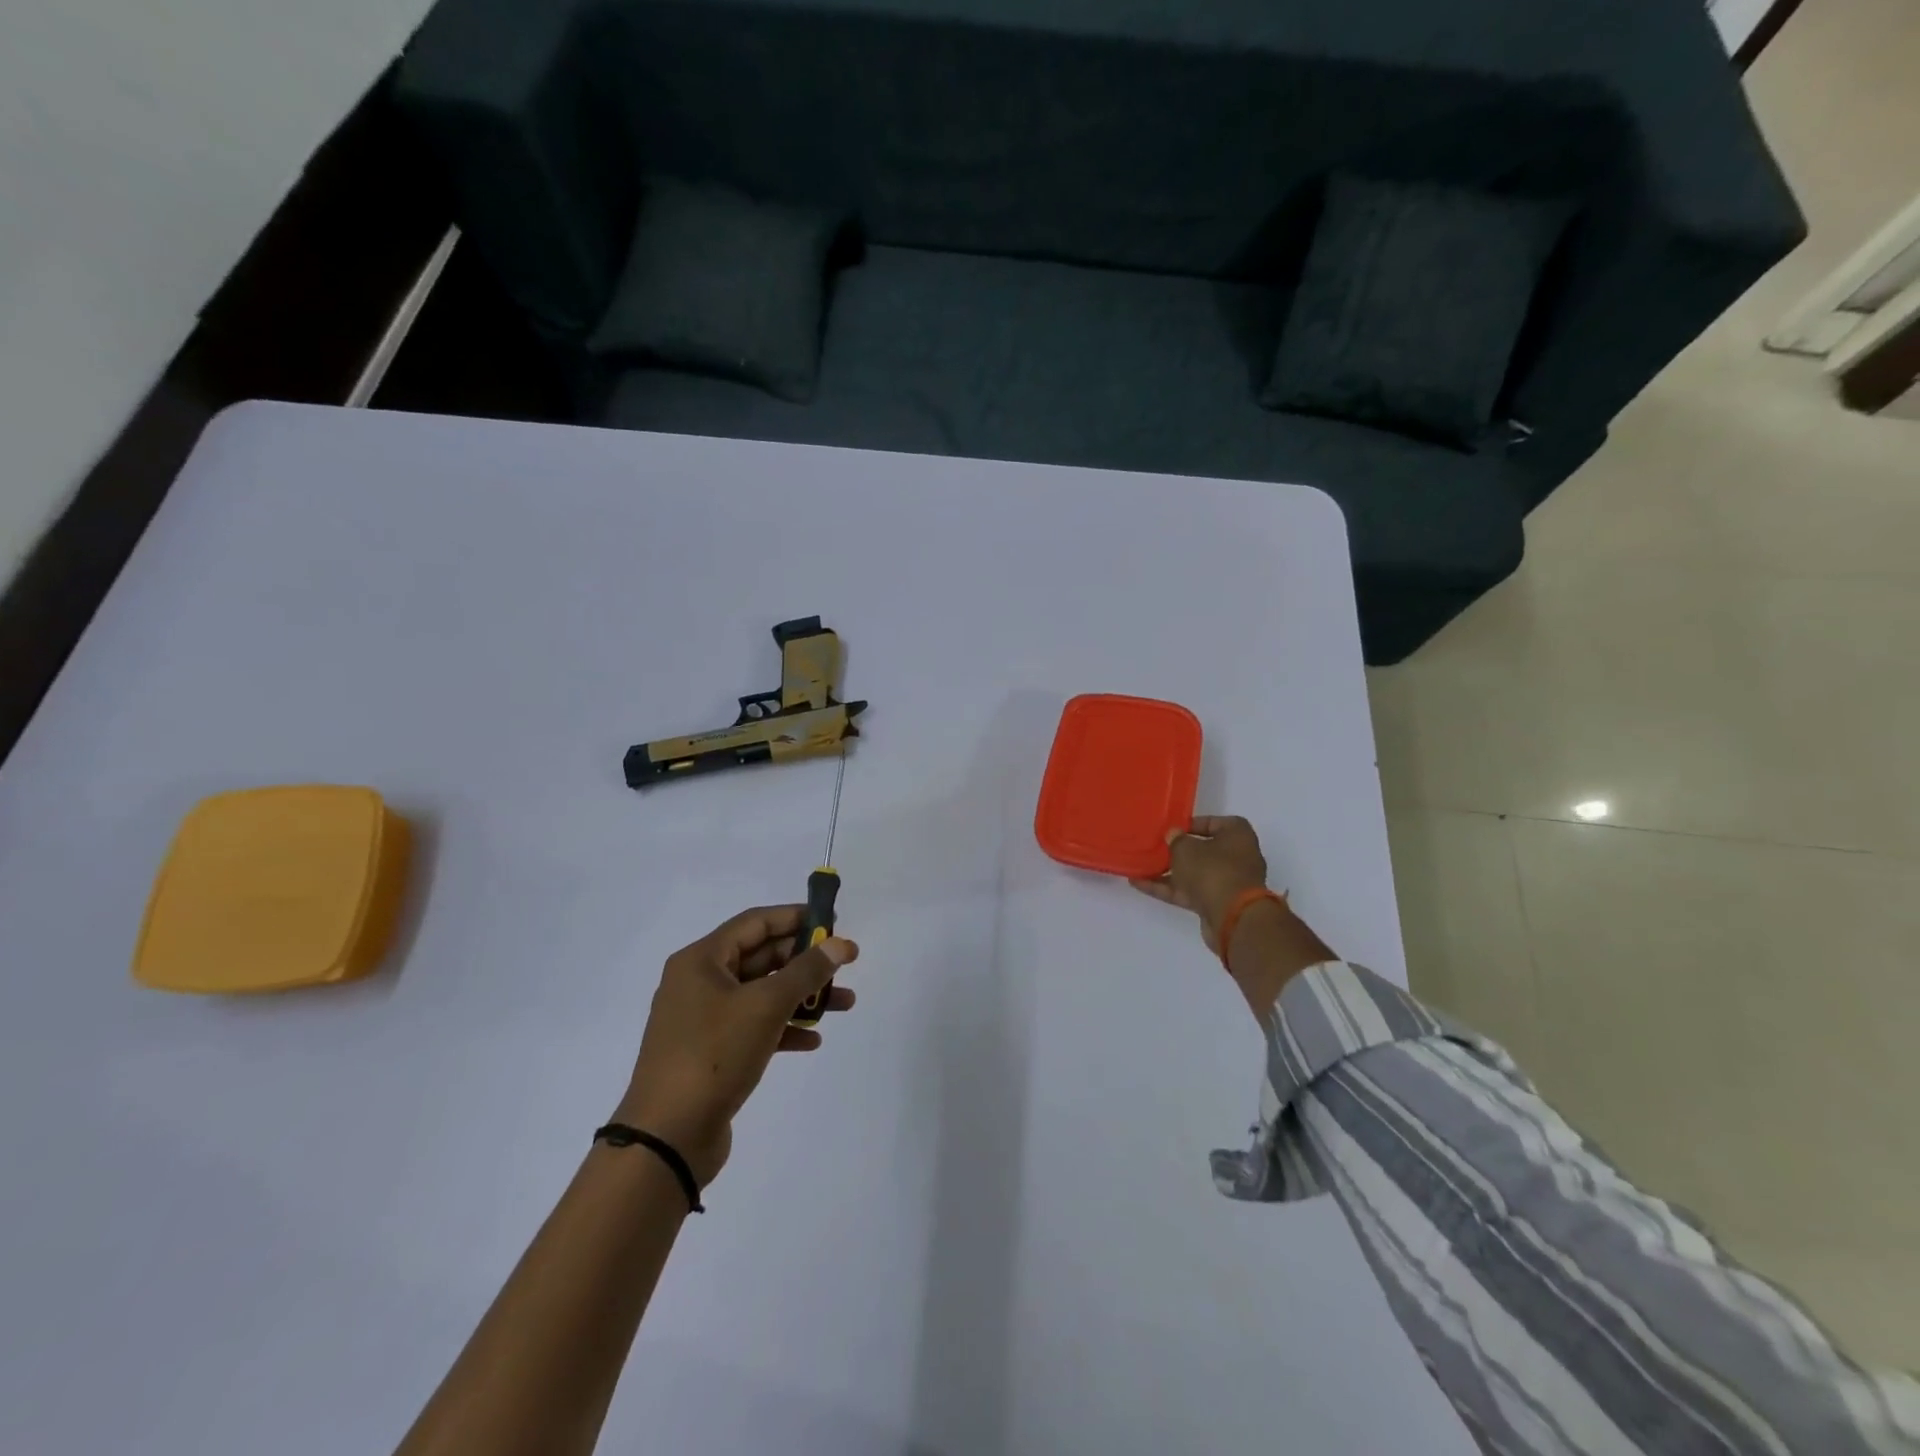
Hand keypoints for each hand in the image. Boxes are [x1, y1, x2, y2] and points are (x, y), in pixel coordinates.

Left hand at [614, 905, 857, 1187]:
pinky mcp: (711, 1053)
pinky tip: (812, 1040)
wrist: (667, 1138)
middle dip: (805, 961)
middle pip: (761, 957)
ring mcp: (703, 1020)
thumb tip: (840, 944)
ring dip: (802, 996)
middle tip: (845, 964)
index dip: (796, 918)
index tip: (834, 921)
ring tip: (846, 1003)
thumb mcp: (766, 1005)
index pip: (756, 922)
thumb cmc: (714, 1055)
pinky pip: (754, 1027)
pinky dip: (784, 1028)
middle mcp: (699, 983)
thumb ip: (807, 970)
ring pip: (762, 994)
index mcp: (701, 960)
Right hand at [1129, 815, 1270, 952]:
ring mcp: (1227, 882)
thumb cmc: (1212, 870)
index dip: (1191, 824)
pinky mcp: (1217, 903)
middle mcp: (1237, 856)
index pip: (1214, 823)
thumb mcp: (1186, 848)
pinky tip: (1140, 884)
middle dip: (1178, 851)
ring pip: (1194, 873)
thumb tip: (1174, 835)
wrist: (1232, 918)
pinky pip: (1189, 891)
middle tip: (1155, 847)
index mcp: (1237, 835)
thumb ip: (1176, 839)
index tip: (1171, 829)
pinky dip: (1167, 888)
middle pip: (1203, 850)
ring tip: (1140, 866)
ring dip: (1169, 871)